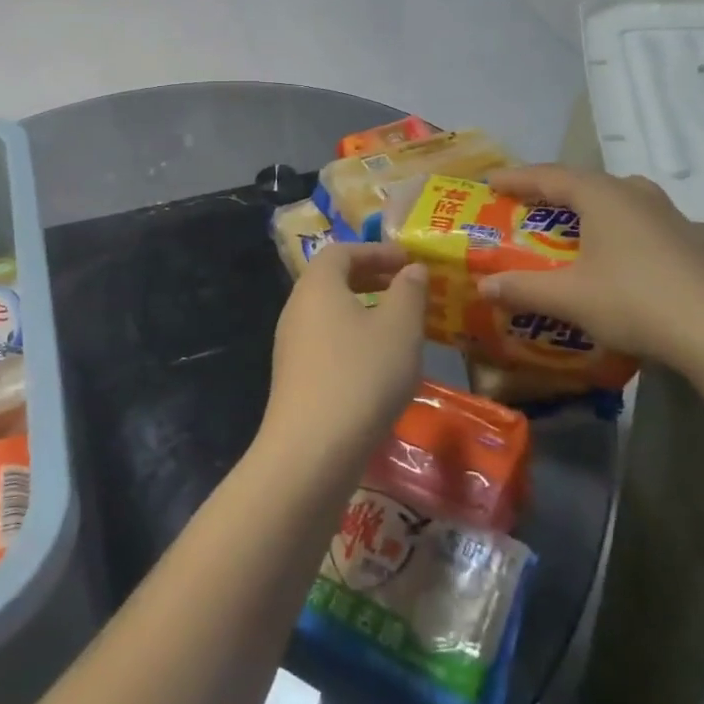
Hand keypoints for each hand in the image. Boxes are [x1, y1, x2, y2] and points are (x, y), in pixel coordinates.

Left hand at [262, 243, 427, 471]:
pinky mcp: (295, 380)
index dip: (376, 251)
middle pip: (333, 281)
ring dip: (365, 313)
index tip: (408, 261)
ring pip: (331, 315)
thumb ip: (409, 292)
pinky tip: (380, 366)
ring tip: (401, 327)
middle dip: (372, 280)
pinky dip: (354, 341)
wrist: (312, 452)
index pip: (342, 251)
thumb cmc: (361, 375)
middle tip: (408, 289)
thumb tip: (412, 269)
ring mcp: (291, 346)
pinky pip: (327, 344)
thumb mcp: (399, 328)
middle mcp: (297, 309)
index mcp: (317, 285)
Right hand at [479, 165, 703, 383]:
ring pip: (613, 198)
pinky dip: (610, 225)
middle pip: (581, 182)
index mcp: (602, 194)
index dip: (515, 178)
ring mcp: (667, 213)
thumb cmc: (635, 302)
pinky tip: (609, 250)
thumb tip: (484, 286)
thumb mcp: (570, 297)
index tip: (489, 181)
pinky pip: (635, 218)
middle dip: (548, 191)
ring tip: (564, 222)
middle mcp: (634, 192)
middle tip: (522, 204)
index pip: (547, 176)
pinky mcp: (687, 238)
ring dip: (583, 207)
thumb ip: (523, 288)